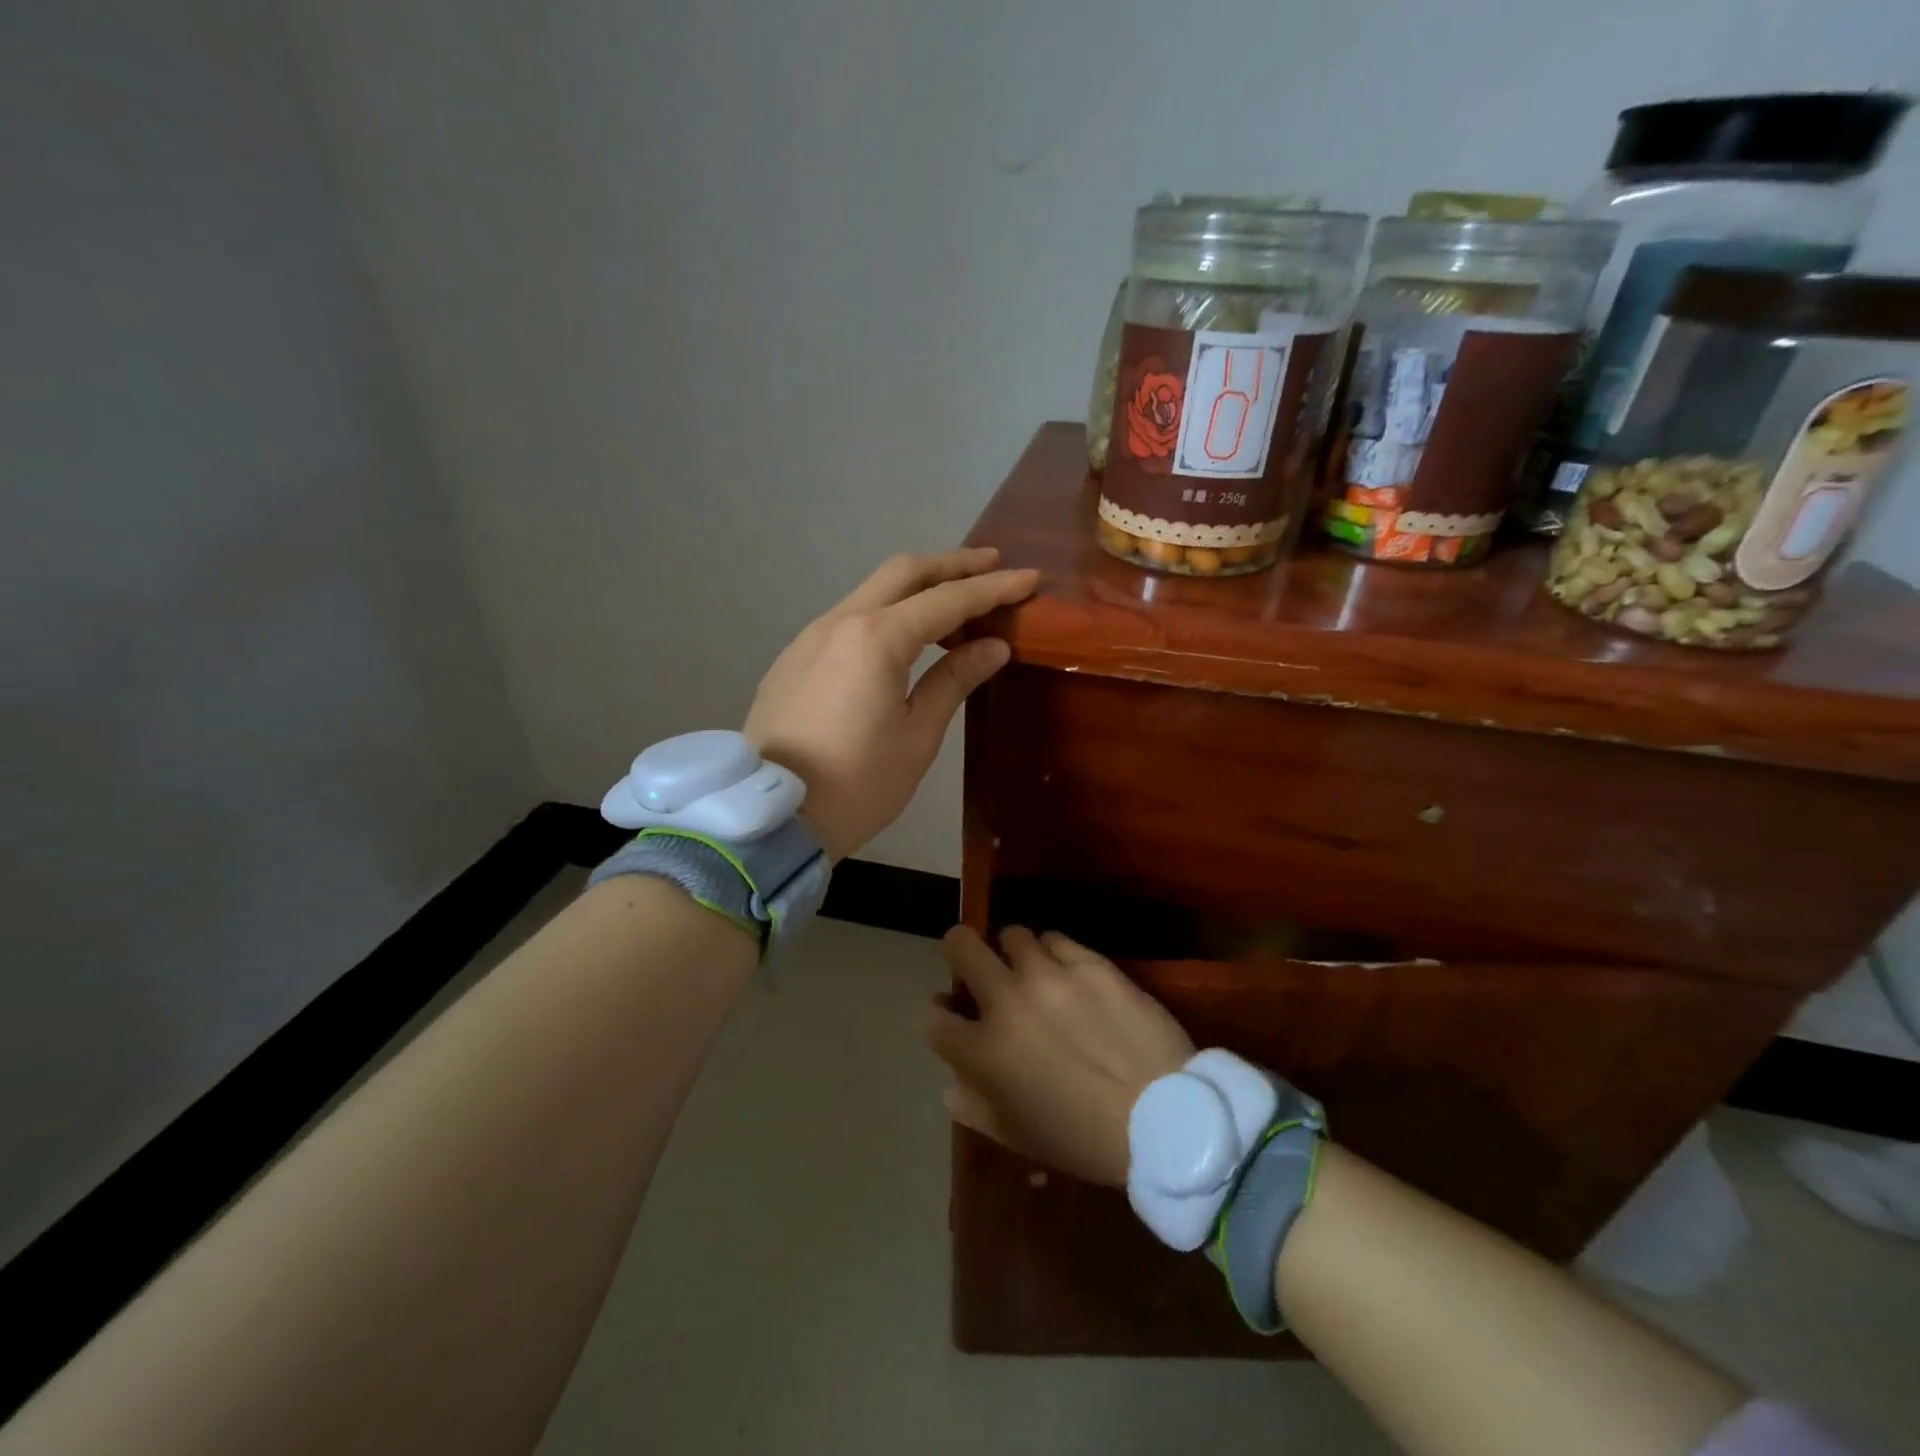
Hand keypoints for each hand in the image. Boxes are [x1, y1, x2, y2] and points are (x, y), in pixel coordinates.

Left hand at [744, 548, 1037, 861]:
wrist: (773, 817)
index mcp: (876, 639)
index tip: (1029, 579)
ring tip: (955, 605)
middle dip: (952, 565)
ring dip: (916, 588)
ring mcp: (810, 636)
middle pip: (903, 573)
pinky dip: (885, 613)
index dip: (992, 588)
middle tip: (992, 565)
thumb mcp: (917, 736)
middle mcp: (839, 621)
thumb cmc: (858, 784)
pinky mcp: (793, 658)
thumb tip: (993, 647)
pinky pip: (848, 618)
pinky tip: (902, 639)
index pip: (947, 600)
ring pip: (871, 592)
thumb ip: (953, 680)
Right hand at [925, 927, 1194, 1186]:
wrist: (1163, 1118)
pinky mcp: (1089, 962)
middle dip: (961, 950)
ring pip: (1012, 934)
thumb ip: (975, 1107)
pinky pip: (1057, 939)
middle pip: (961, 946)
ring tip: (1032, 969)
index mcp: (983, 1051)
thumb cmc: (1083, 1139)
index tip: (952, 1016)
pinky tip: (1068, 971)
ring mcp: (1049, 975)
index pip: (933, 1017)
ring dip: (1015, 952)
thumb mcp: (1018, 1136)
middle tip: (978, 964)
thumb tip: (953, 1082)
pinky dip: (1055, 952)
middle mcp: (1007, 1001)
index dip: (938, 1015)